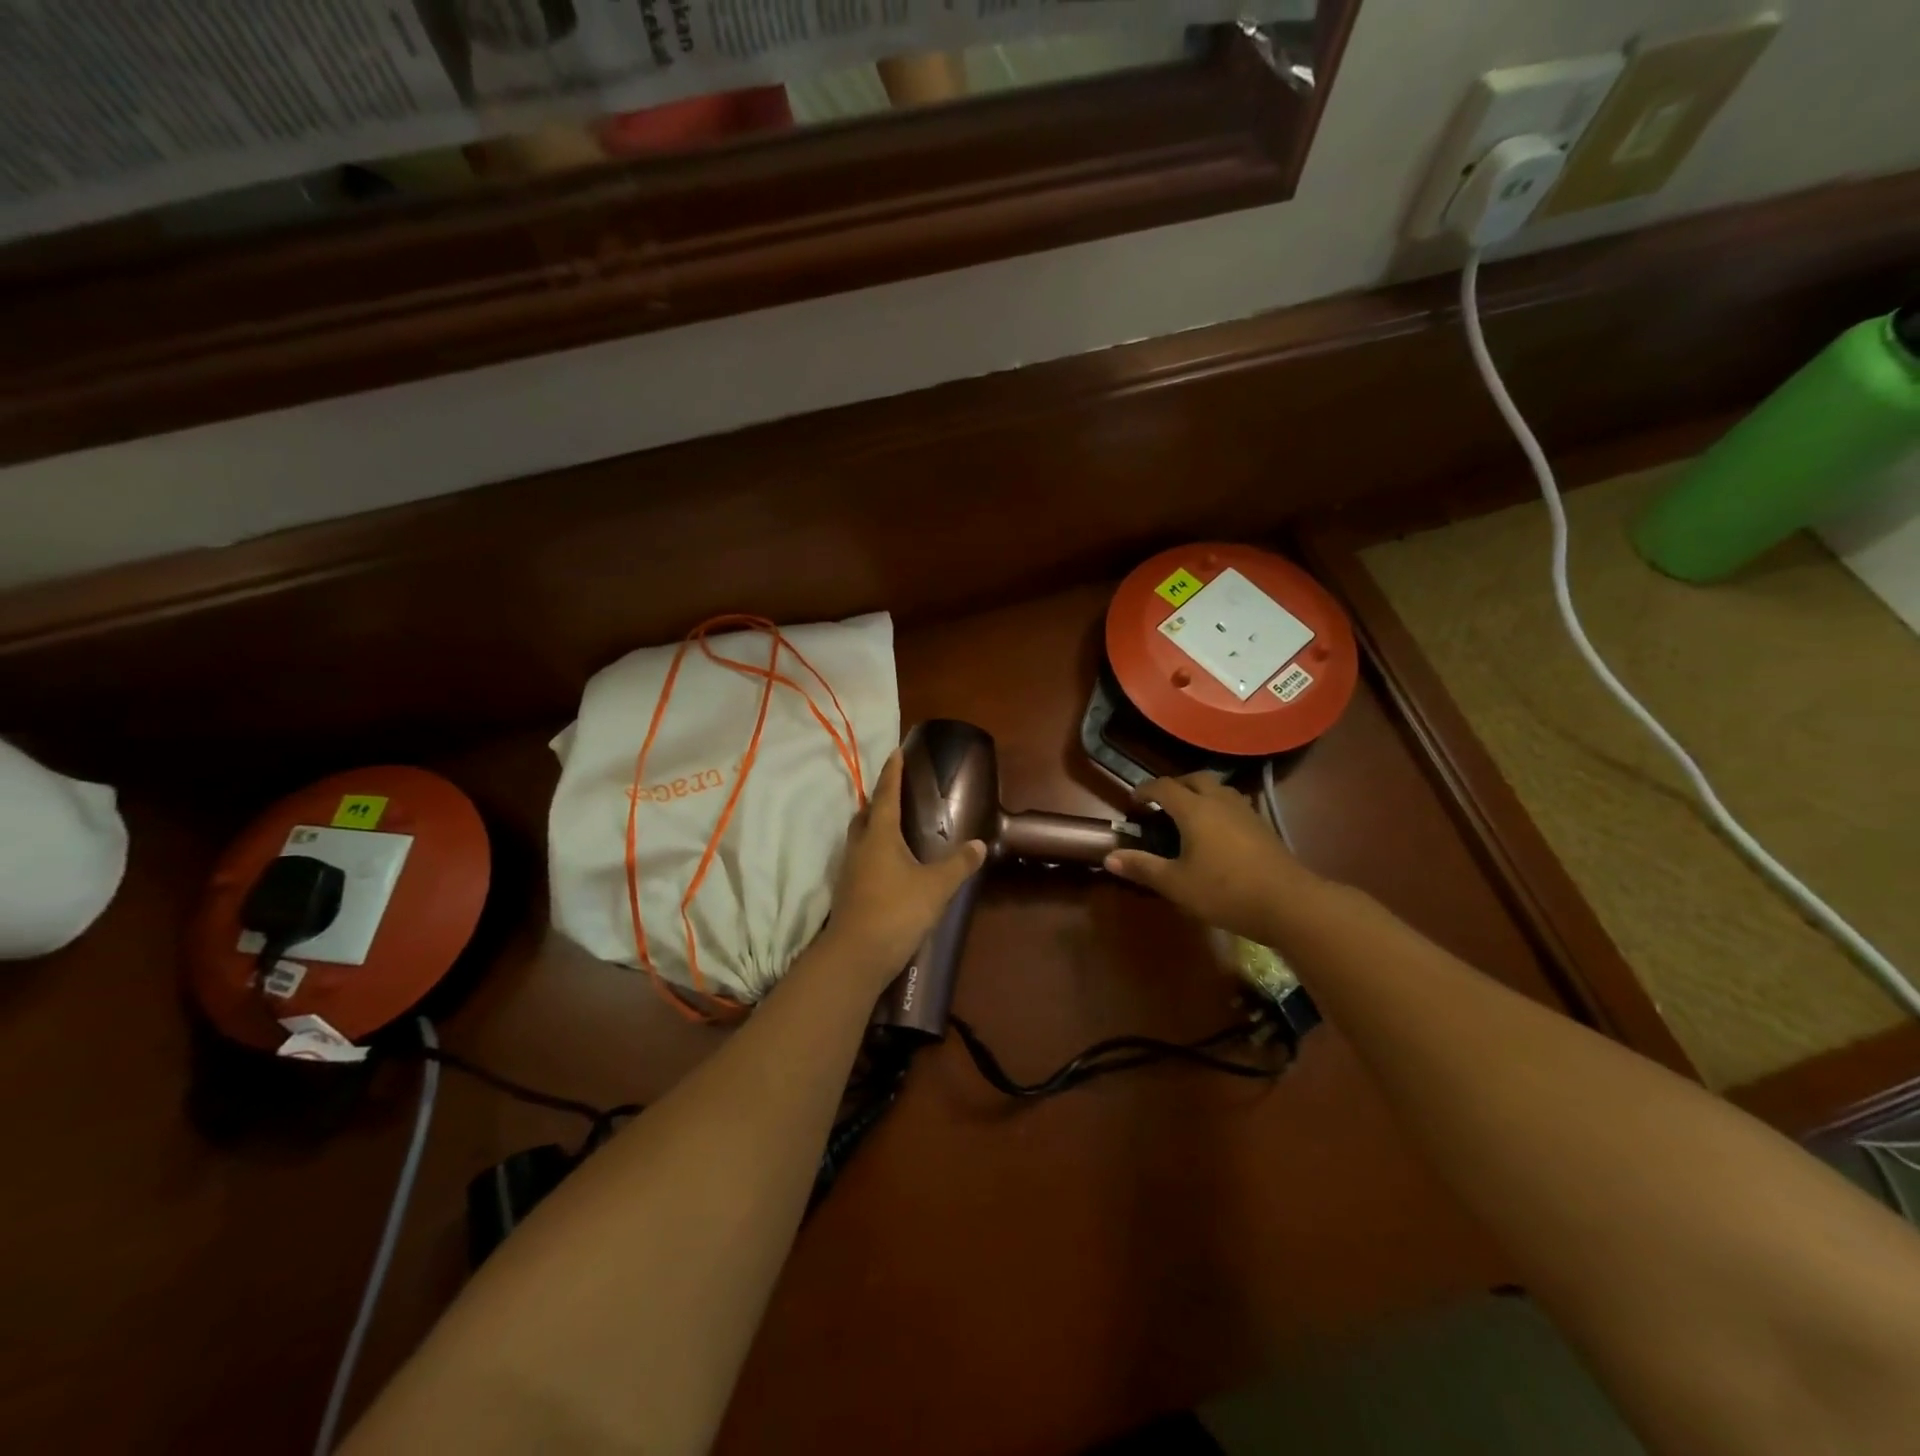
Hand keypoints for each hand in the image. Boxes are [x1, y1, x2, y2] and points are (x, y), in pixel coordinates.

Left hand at [818, 748, 985, 982]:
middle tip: (898, 791)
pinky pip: (862, 858)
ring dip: (875, 826)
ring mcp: (850, 870)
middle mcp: (860, 846)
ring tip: (896, 825)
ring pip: (861, 837)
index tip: (896, 751)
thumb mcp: (936, 886)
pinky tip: (890, 864)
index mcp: (879, 835)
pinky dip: (875, 851)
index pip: (886, 794)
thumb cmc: (896, 911)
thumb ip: (959, 864)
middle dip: (880, 800)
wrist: (856, 956)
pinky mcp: (849, 891)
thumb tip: (980, 845)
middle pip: (867, 814)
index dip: (892, 773)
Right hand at [1104, 773, 1317, 942]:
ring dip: (1199, 794)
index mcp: (1194, 809)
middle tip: (1161, 805)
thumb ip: (1143, 867)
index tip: (1133, 802)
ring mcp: (1245, 811)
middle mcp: (1219, 801)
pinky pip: (1233, 804)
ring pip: (1218, 789)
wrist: (1288, 903)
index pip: (1163, 787)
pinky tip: (1217, 833)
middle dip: (1175, 786)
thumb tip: (1109, 857)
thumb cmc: (1225, 891)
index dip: (1145, 791)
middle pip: (1194, 778)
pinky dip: (1218, 808)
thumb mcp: (1176, 884)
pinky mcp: (1262, 826)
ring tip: (1188, 815)